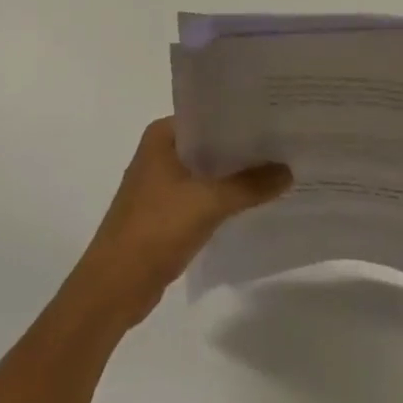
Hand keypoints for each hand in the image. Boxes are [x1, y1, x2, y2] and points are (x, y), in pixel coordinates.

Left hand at [68, 118, 290, 328]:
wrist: (113, 288)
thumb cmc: (155, 230)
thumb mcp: (207, 203)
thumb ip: (249, 185)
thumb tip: (289, 170)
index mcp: (162, 136)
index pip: (208, 114)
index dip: (241, 115)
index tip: (275, 114)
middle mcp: (160, 152)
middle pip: (210, 142)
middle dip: (243, 146)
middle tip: (285, 140)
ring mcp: (161, 184)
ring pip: (207, 170)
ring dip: (235, 173)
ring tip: (278, 168)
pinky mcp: (166, 213)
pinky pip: (202, 195)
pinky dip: (224, 196)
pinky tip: (253, 201)